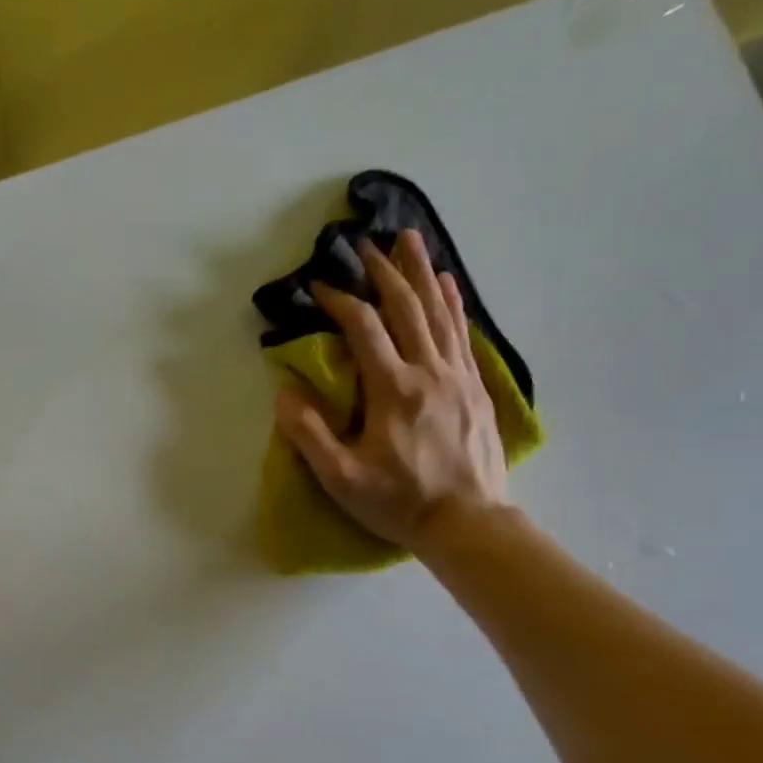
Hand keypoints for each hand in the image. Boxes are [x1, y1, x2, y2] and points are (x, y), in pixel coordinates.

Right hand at [274, 229, 510, 551]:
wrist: (468, 523)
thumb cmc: (399, 502)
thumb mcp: (341, 479)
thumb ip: (309, 434)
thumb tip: (285, 393)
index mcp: (393, 390)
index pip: (363, 329)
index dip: (340, 302)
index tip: (320, 286)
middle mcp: (430, 372)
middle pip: (406, 307)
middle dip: (383, 271)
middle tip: (365, 244)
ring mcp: (459, 377)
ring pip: (440, 312)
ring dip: (421, 272)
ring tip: (410, 239)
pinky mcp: (477, 388)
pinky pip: (463, 333)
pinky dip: (453, 302)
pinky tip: (447, 282)